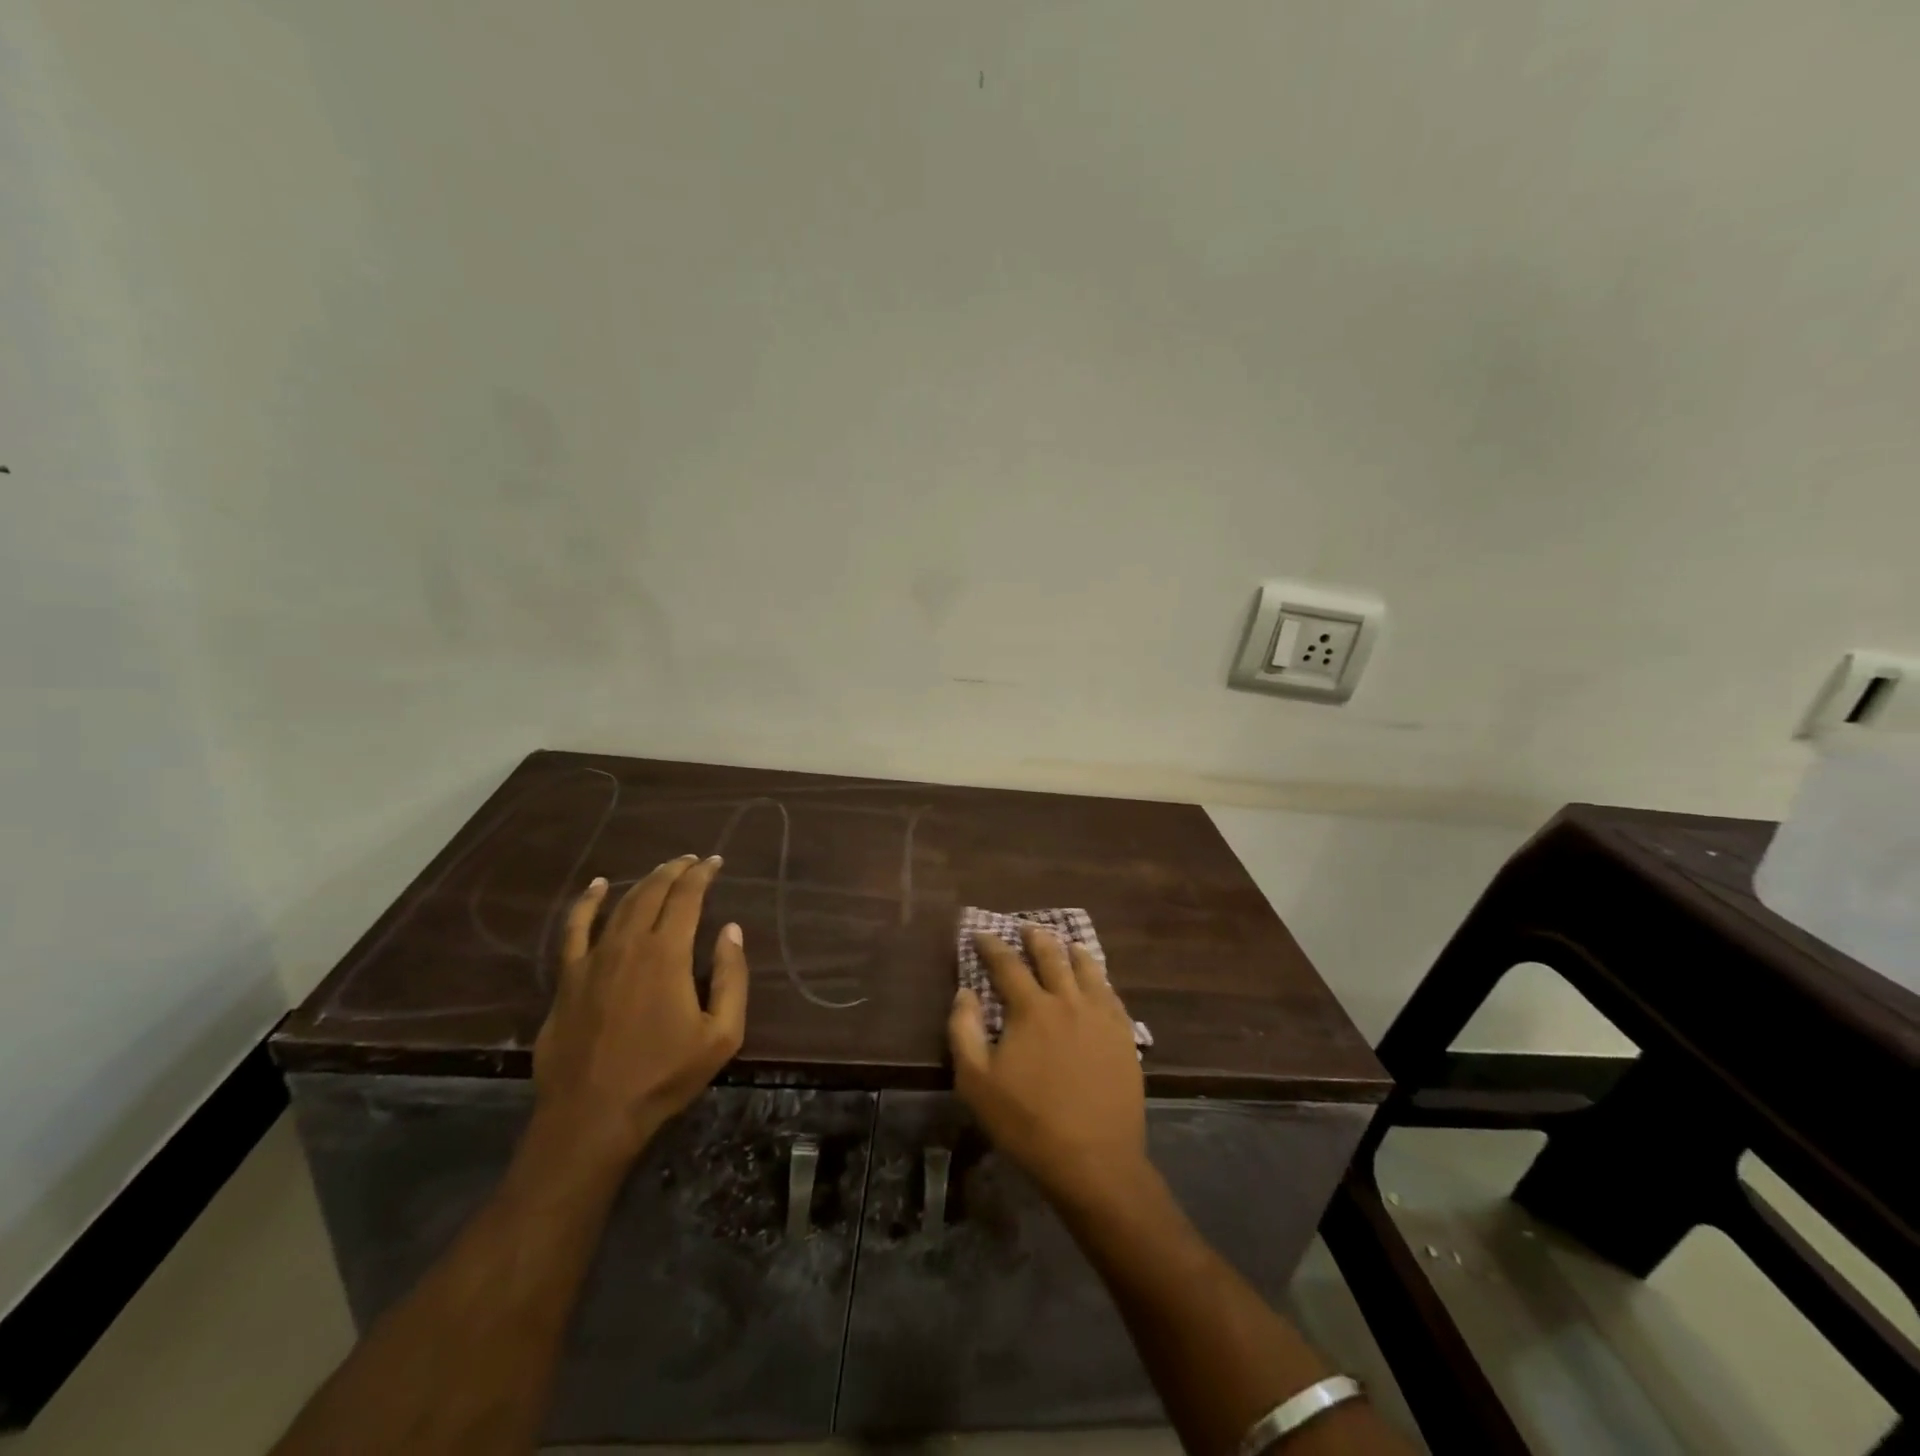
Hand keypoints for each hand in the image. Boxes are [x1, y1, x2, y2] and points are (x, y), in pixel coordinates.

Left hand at [531, 855, 748, 1166]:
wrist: (593, 1116)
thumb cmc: (664, 1076)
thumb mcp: (721, 1034)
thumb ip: (730, 977)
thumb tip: (731, 930)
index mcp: (667, 954)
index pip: (687, 898)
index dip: (702, 875)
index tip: (715, 862)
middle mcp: (629, 944)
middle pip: (652, 893)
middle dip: (674, 871)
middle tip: (692, 861)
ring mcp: (593, 959)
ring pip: (620, 904)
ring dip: (643, 882)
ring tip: (661, 870)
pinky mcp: (568, 978)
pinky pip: (574, 929)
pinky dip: (586, 903)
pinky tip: (596, 887)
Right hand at [948, 926, 1151, 1212]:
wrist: (1094, 1160)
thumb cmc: (1027, 1123)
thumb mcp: (977, 1082)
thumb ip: (964, 1031)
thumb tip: (965, 992)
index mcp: (1032, 1008)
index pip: (1007, 964)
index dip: (992, 946)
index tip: (981, 934)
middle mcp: (1068, 1000)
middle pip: (1052, 956)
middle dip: (1035, 939)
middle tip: (1026, 928)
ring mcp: (1101, 1017)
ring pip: (1088, 970)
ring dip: (1072, 953)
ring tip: (1067, 945)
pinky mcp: (1123, 1037)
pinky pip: (1111, 995)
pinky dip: (1099, 980)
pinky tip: (1098, 984)